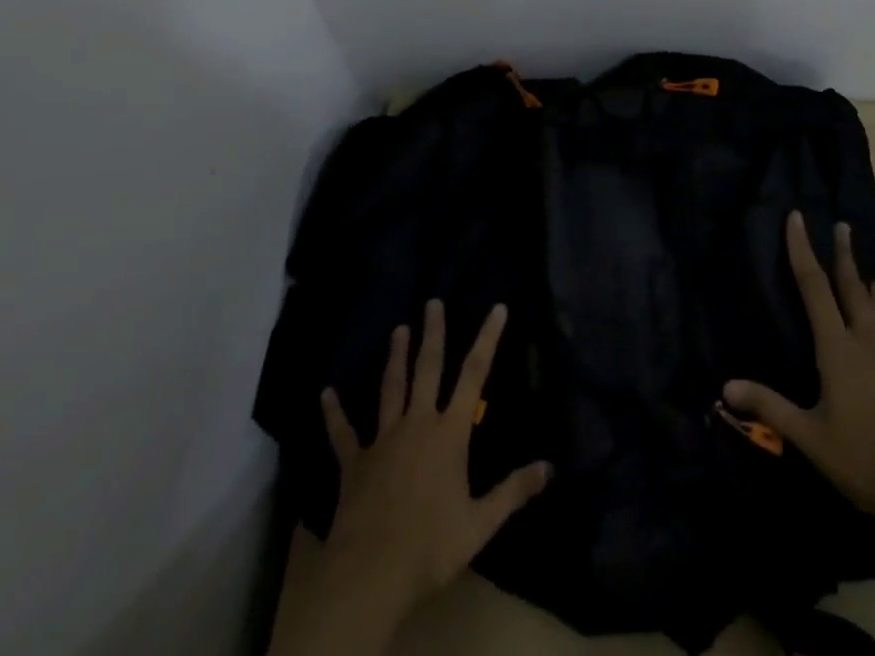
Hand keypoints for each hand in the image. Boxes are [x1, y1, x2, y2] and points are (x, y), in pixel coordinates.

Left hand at [320, 299, 551, 610]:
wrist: (371, 572)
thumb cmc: (431, 545)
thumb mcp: (480, 523)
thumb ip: (513, 491)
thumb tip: (549, 467)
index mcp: (450, 433)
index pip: (475, 375)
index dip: (487, 338)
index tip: (497, 308)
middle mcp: (417, 424)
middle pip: (427, 369)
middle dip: (433, 333)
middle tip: (433, 302)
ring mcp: (383, 440)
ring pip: (390, 388)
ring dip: (395, 358)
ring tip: (398, 329)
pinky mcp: (355, 462)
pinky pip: (342, 433)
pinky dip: (334, 413)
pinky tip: (325, 394)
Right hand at [725, 212, 874, 526]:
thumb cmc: (861, 459)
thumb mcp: (809, 436)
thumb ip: (770, 407)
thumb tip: (726, 386)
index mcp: (837, 350)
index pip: (815, 288)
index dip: (803, 251)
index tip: (797, 218)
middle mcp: (862, 346)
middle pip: (850, 290)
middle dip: (843, 256)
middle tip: (843, 226)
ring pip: (872, 313)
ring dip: (866, 287)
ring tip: (871, 274)